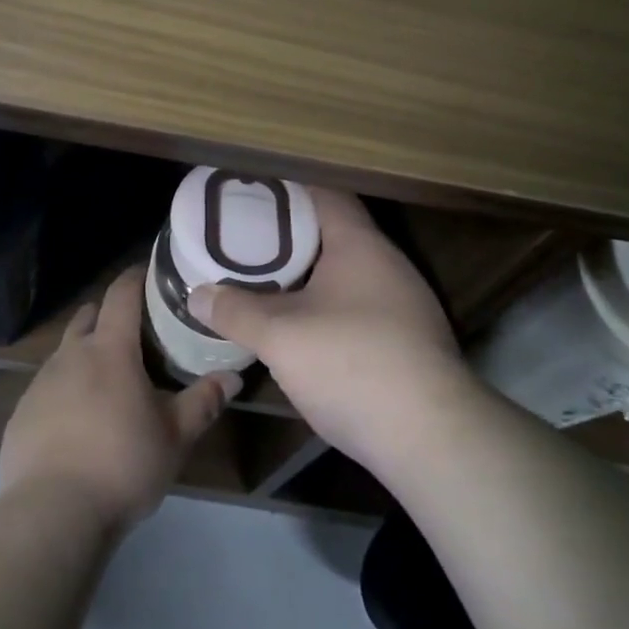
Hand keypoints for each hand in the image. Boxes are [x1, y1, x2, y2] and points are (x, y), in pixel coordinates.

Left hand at [0, 266, 239, 532]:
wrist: (51, 514)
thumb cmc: (122, 464)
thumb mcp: (174, 437)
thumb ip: (203, 402)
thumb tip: (233, 377)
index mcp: (110, 350)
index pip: (122, 294)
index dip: (136, 277)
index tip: (150, 273)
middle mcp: (71, 355)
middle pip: (88, 316)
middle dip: (109, 315)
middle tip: (135, 333)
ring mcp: (40, 383)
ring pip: (66, 352)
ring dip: (86, 354)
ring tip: (107, 382)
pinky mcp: (20, 413)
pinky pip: (47, 386)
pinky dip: (65, 389)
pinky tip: (78, 422)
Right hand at [188, 189, 478, 472]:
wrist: (431, 437)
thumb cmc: (351, 363)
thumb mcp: (280, 336)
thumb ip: (236, 311)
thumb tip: (197, 294)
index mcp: (359, 244)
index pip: (324, 194)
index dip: (287, 191)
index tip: (251, 196)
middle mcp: (387, 263)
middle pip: (334, 233)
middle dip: (290, 237)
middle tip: (247, 242)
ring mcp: (404, 303)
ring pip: (347, 274)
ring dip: (309, 276)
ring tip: (266, 282)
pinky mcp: (408, 341)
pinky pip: (359, 306)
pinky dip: (328, 306)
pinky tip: (303, 329)